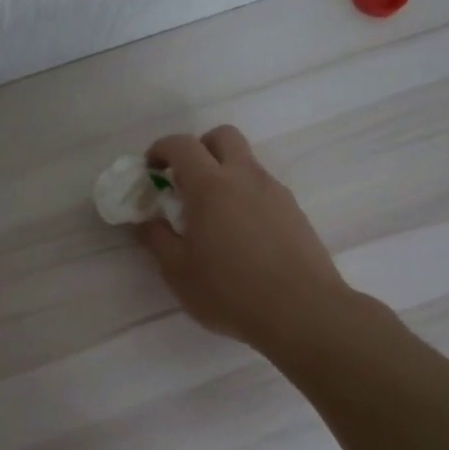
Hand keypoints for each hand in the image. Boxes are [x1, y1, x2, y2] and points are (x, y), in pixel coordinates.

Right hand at [137, 126, 358, 352]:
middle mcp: (245, 178)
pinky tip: (239, 233)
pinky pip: (263, 188)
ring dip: (224, 172)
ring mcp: (274, 192)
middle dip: (199, 147)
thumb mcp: (178, 272)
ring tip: (211, 214)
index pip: (182, 145)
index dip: (161, 149)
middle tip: (184, 179)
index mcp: (210, 186)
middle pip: (222, 136)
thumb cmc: (230, 291)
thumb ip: (157, 240)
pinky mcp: (294, 211)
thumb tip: (145, 221)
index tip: (150, 169)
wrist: (303, 312)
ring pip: (246, 162)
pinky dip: (244, 195)